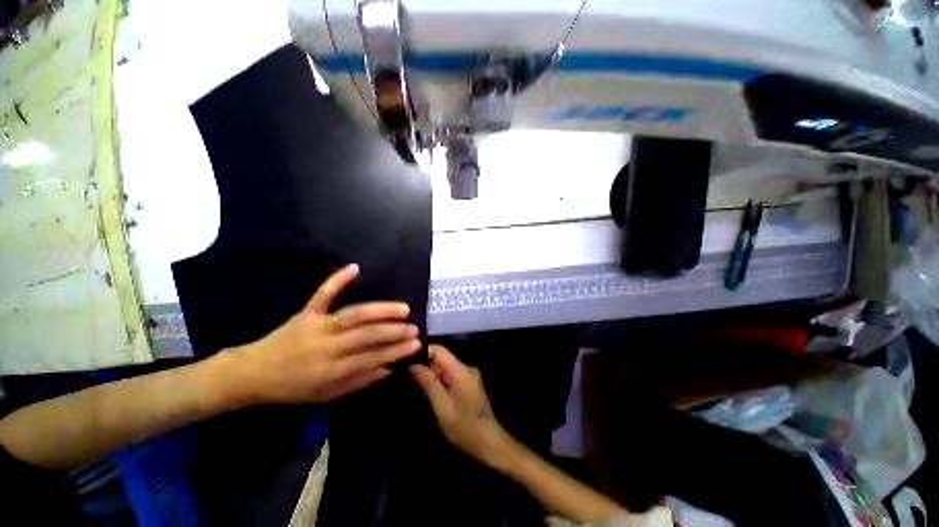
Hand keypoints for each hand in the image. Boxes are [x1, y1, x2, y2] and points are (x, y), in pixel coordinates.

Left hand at [230, 264, 420, 403]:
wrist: (252, 373)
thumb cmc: (293, 388)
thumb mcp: (326, 395)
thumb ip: (359, 381)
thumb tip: (389, 369)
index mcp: (330, 371)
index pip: (371, 358)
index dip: (395, 351)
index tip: (416, 345)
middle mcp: (326, 347)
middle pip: (366, 335)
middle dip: (394, 331)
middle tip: (414, 327)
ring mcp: (316, 326)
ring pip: (354, 314)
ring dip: (381, 310)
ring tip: (403, 308)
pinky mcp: (306, 313)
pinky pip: (323, 294)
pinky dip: (338, 279)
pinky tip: (355, 267)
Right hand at [410, 345, 515, 468]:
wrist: (489, 443)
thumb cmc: (464, 426)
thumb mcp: (441, 405)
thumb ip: (428, 382)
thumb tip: (413, 365)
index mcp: (461, 369)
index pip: (439, 350)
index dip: (423, 352)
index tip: (407, 362)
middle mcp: (466, 368)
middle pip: (442, 359)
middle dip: (426, 367)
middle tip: (408, 379)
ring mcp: (469, 376)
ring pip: (445, 369)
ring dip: (432, 377)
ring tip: (416, 388)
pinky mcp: (469, 385)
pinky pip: (451, 377)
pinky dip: (440, 383)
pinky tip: (432, 395)